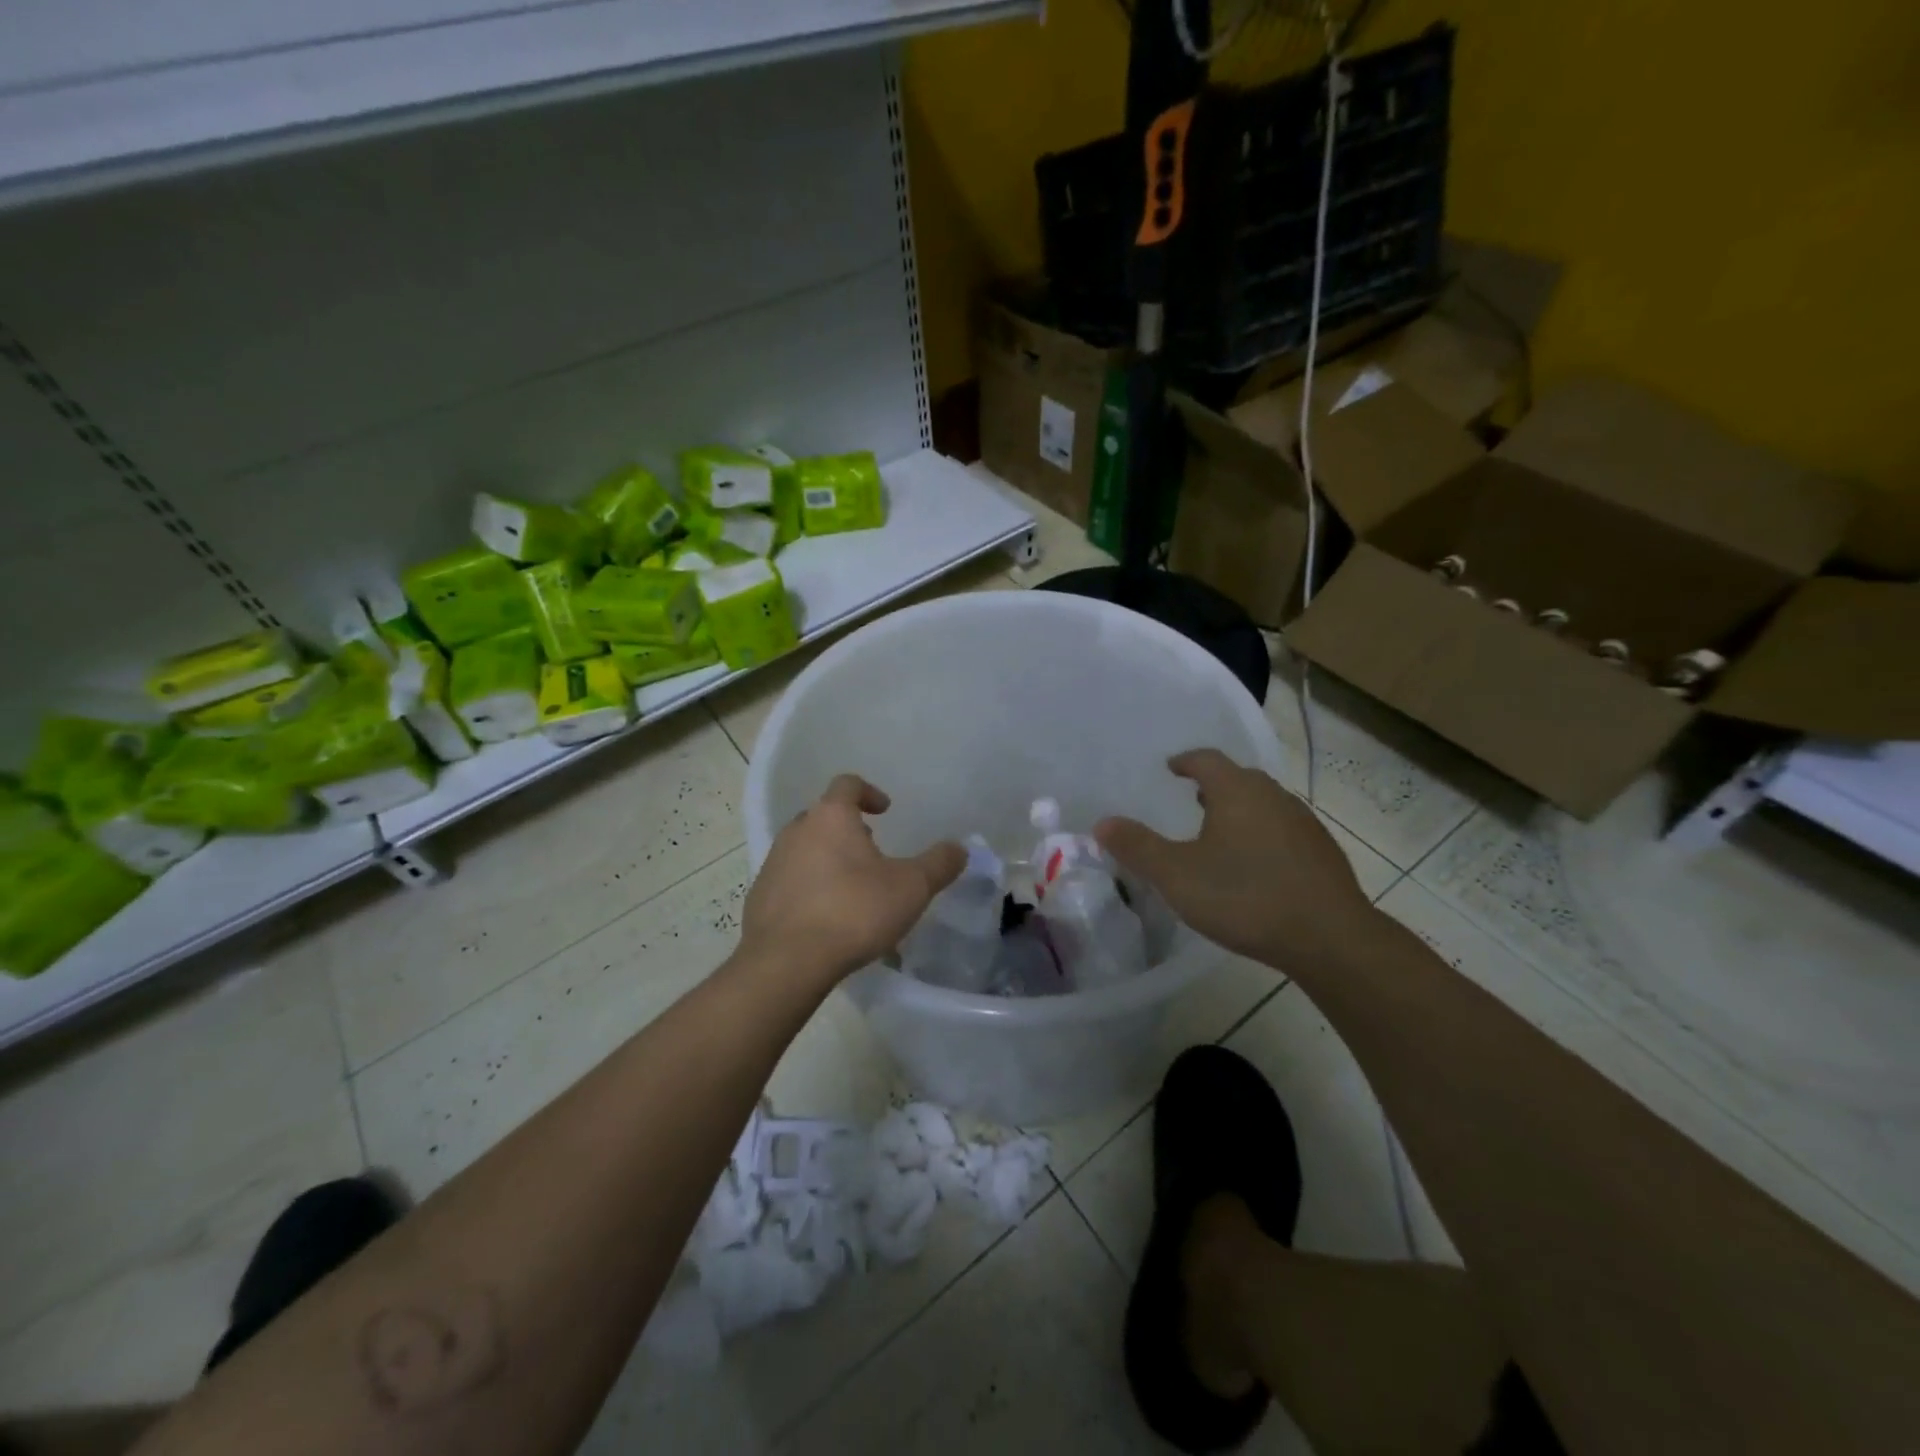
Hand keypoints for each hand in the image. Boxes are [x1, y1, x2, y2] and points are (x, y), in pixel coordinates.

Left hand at [740, 775, 965, 988]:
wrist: (786, 962)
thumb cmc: (854, 911)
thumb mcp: (911, 888)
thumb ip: (939, 864)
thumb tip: (960, 848)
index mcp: (831, 817)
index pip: (847, 784)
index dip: (869, 792)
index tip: (885, 811)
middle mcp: (796, 831)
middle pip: (824, 816)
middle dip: (849, 828)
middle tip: (873, 851)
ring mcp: (773, 863)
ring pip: (806, 848)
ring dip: (829, 858)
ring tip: (853, 888)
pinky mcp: (759, 897)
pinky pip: (791, 880)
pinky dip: (811, 888)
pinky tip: (828, 918)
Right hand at [1095, 749, 1375, 970]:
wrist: (1329, 938)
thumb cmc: (1244, 897)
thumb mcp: (1177, 875)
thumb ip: (1137, 847)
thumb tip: (1102, 823)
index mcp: (1237, 791)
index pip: (1207, 759)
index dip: (1186, 761)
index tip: (1171, 768)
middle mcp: (1274, 797)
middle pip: (1240, 778)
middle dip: (1214, 785)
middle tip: (1193, 799)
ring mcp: (1304, 824)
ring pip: (1265, 804)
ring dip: (1241, 810)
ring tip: (1221, 833)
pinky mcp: (1323, 853)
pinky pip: (1284, 830)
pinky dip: (1264, 835)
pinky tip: (1257, 866)